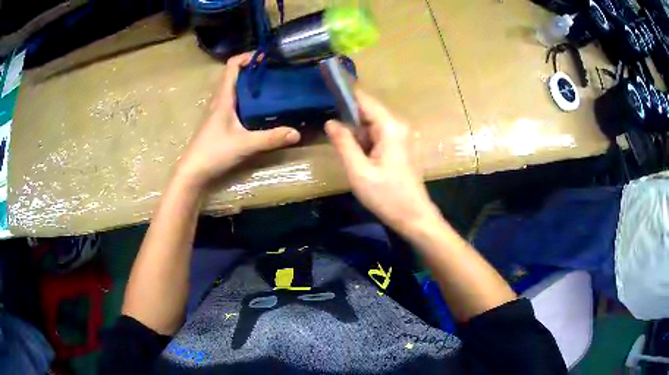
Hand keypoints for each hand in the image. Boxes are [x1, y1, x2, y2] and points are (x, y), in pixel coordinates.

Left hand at [176, 53, 300, 188]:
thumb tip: (297, 133)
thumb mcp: (245, 145)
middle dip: (250, 68)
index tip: (265, 56)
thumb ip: (270, 138)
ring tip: (267, 83)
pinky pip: (231, 99)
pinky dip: (244, 95)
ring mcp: (216, 111)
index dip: (246, 57)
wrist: (193, 171)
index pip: (231, 66)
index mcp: (223, 98)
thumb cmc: (214, 153)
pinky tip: (256, 105)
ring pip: (231, 87)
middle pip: (232, 74)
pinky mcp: (217, 121)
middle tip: (272, 70)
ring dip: (246, 81)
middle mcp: (218, 100)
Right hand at [325, 89, 440, 234]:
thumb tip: (330, 122)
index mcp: (390, 127)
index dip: (346, 95)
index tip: (327, 93)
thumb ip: (344, 143)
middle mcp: (399, 126)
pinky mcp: (403, 146)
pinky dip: (366, 140)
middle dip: (349, 118)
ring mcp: (403, 136)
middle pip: (369, 111)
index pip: (365, 101)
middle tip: (329, 131)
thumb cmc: (387, 196)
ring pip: (373, 124)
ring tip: (340, 144)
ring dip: (357, 132)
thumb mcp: (359, 171)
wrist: (414, 217)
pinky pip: (380, 134)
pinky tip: (358, 155)